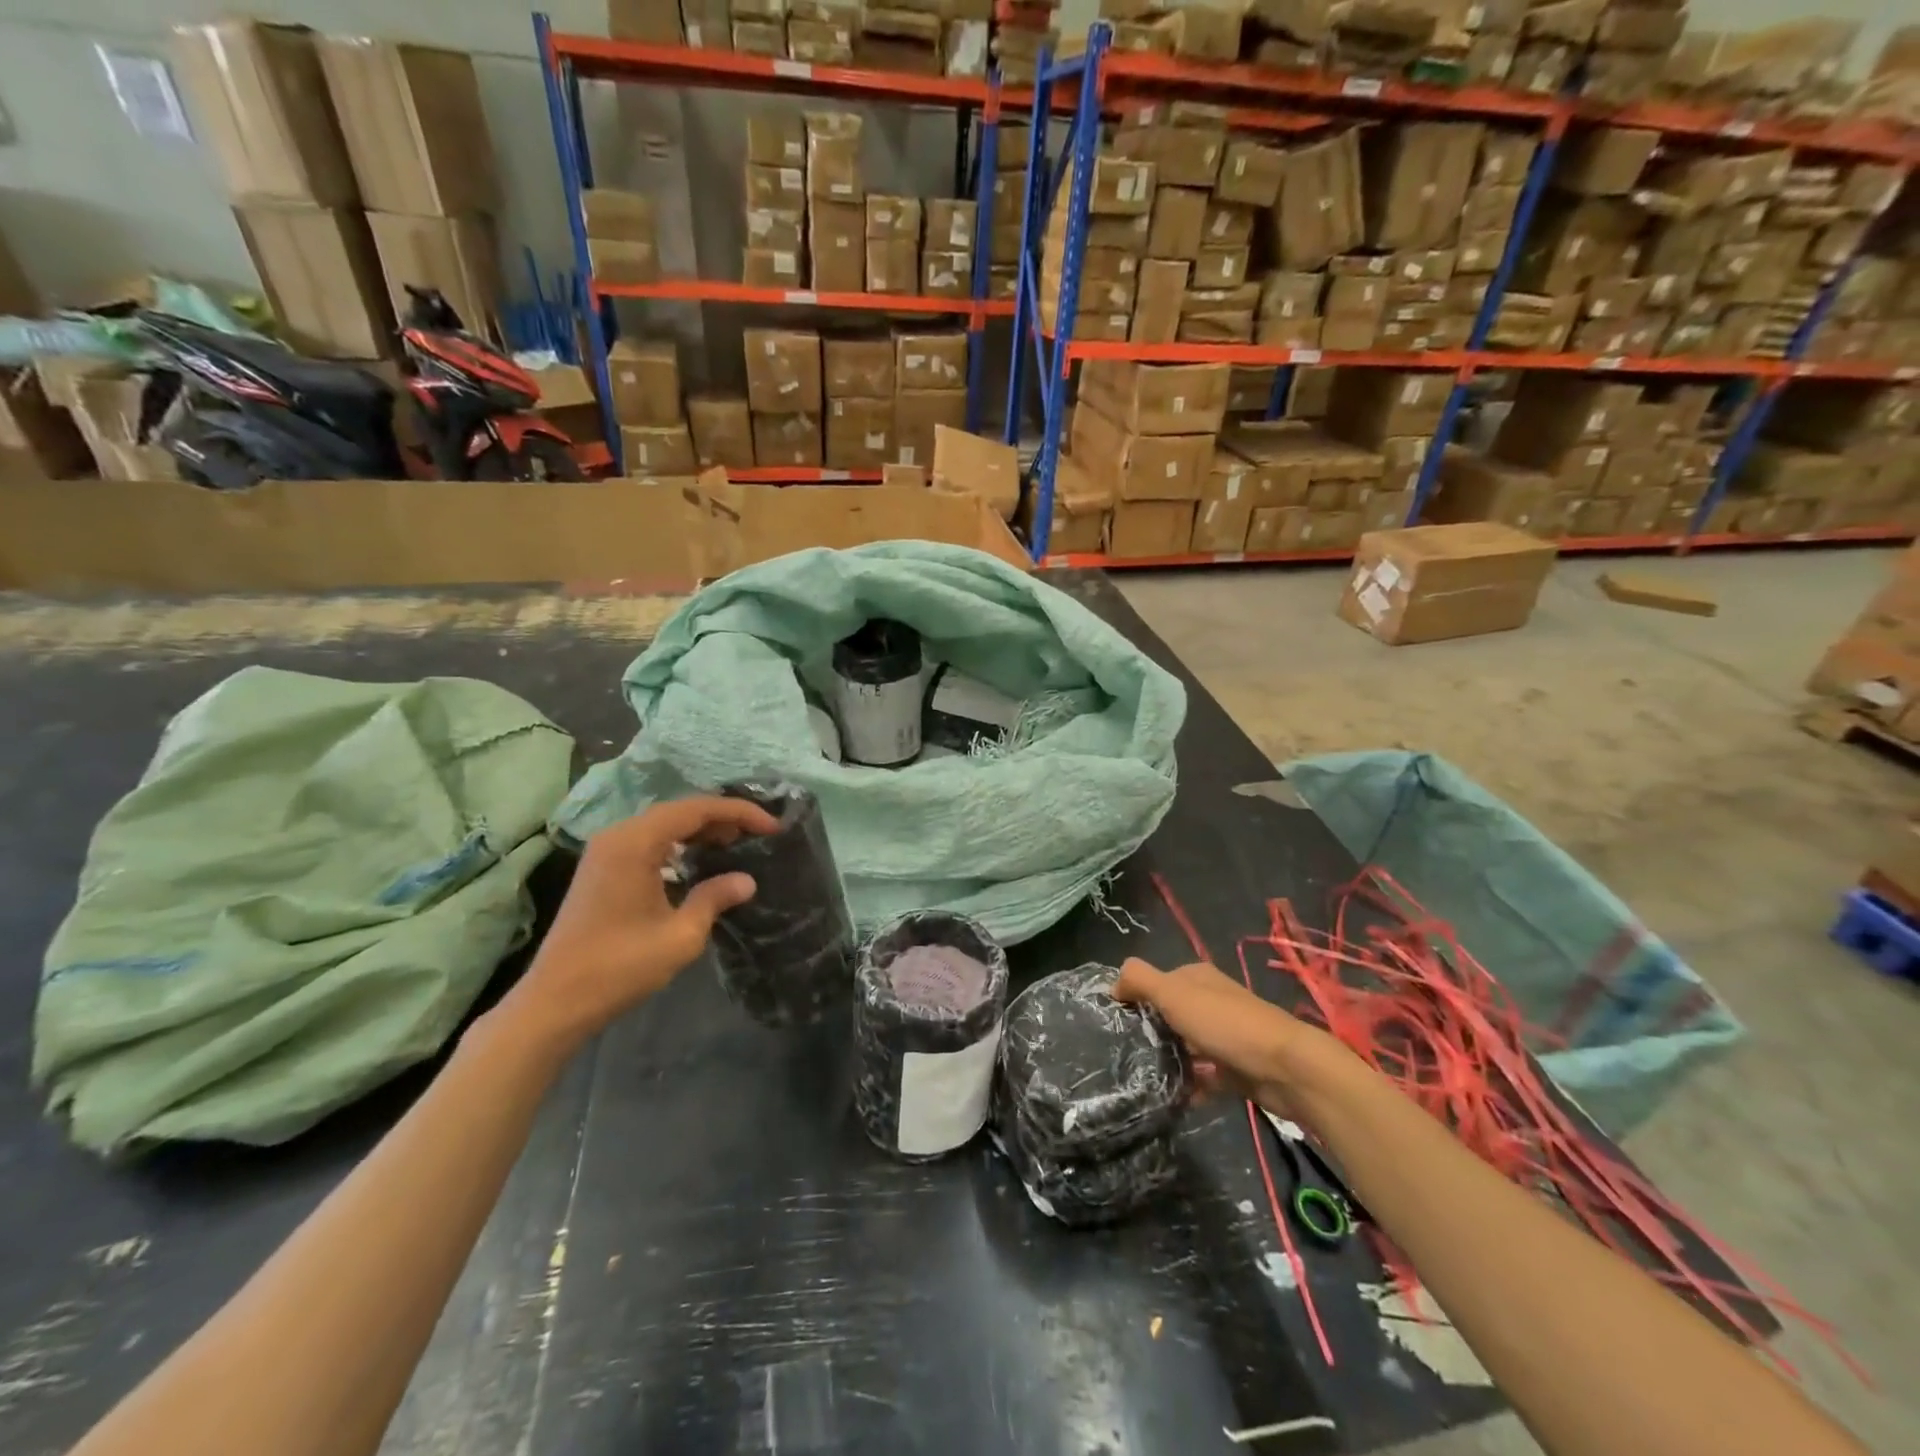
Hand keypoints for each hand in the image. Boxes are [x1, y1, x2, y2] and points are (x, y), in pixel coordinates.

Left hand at [500, 795, 779, 1050]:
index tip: (773, 828)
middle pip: (679, 811)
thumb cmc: (619, 966)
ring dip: (701, 830)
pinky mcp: (602, 870)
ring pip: (664, 825)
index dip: (739, 813)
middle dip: (722, 818)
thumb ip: (715, 898)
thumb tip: (746, 880)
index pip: (697, 809)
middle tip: (758, 835)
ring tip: (737, 845)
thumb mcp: (680, 935)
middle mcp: (618, 836)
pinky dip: (679, 844)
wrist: (555, 1002)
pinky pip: (649, 842)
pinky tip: (700, 862)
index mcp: (635, 842)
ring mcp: (606, 852)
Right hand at [1114, 957, 1346, 1119]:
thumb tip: (1113, 983)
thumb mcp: (1173, 993)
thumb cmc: (1223, 1024)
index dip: (1134, 998)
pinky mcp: (1236, 1069)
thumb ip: (1139, 980)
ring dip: (1169, 1061)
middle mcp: (1211, 1002)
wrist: (1286, 1068)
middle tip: (1123, 1054)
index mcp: (1196, 978)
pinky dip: (1190, 1086)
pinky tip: (1171, 1100)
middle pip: (1170, 1014)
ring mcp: (1226, 1036)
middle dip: (1150, 1032)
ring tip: (1140, 1079)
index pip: (1156, 982)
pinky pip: (1205, 1076)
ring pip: (1186, 1046)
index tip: (1113, 1023)